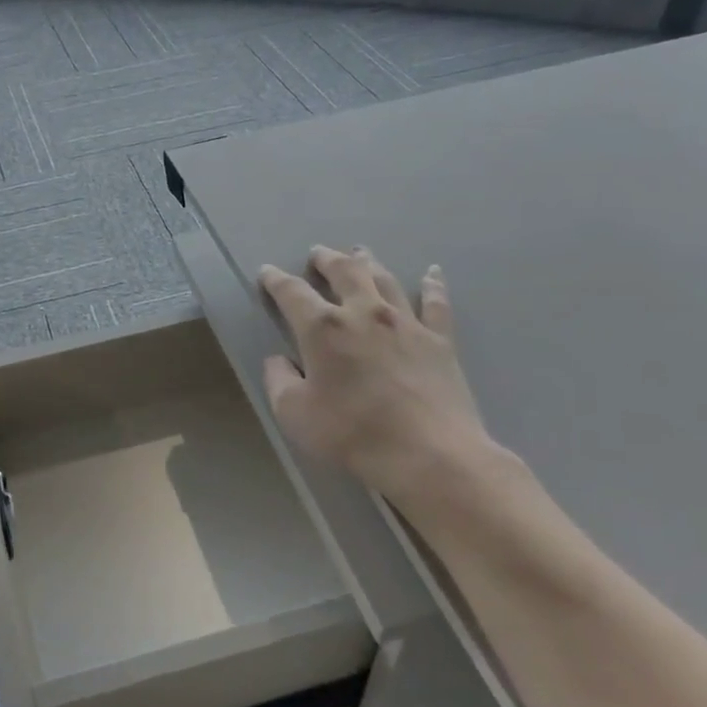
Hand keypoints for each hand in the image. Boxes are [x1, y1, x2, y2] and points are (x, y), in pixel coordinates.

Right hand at [259, 247, 496, 510]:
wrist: (429, 454)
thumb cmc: (352, 434)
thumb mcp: (294, 414)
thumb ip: (279, 381)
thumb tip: (278, 361)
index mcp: (323, 328)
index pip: (292, 292)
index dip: (276, 280)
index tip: (267, 272)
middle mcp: (363, 312)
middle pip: (344, 271)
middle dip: (326, 259)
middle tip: (317, 253)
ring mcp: (406, 322)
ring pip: (384, 279)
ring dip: (368, 262)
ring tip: (360, 252)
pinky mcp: (439, 340)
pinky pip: (436, 303)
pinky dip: (433, 284)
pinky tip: (433, 272)